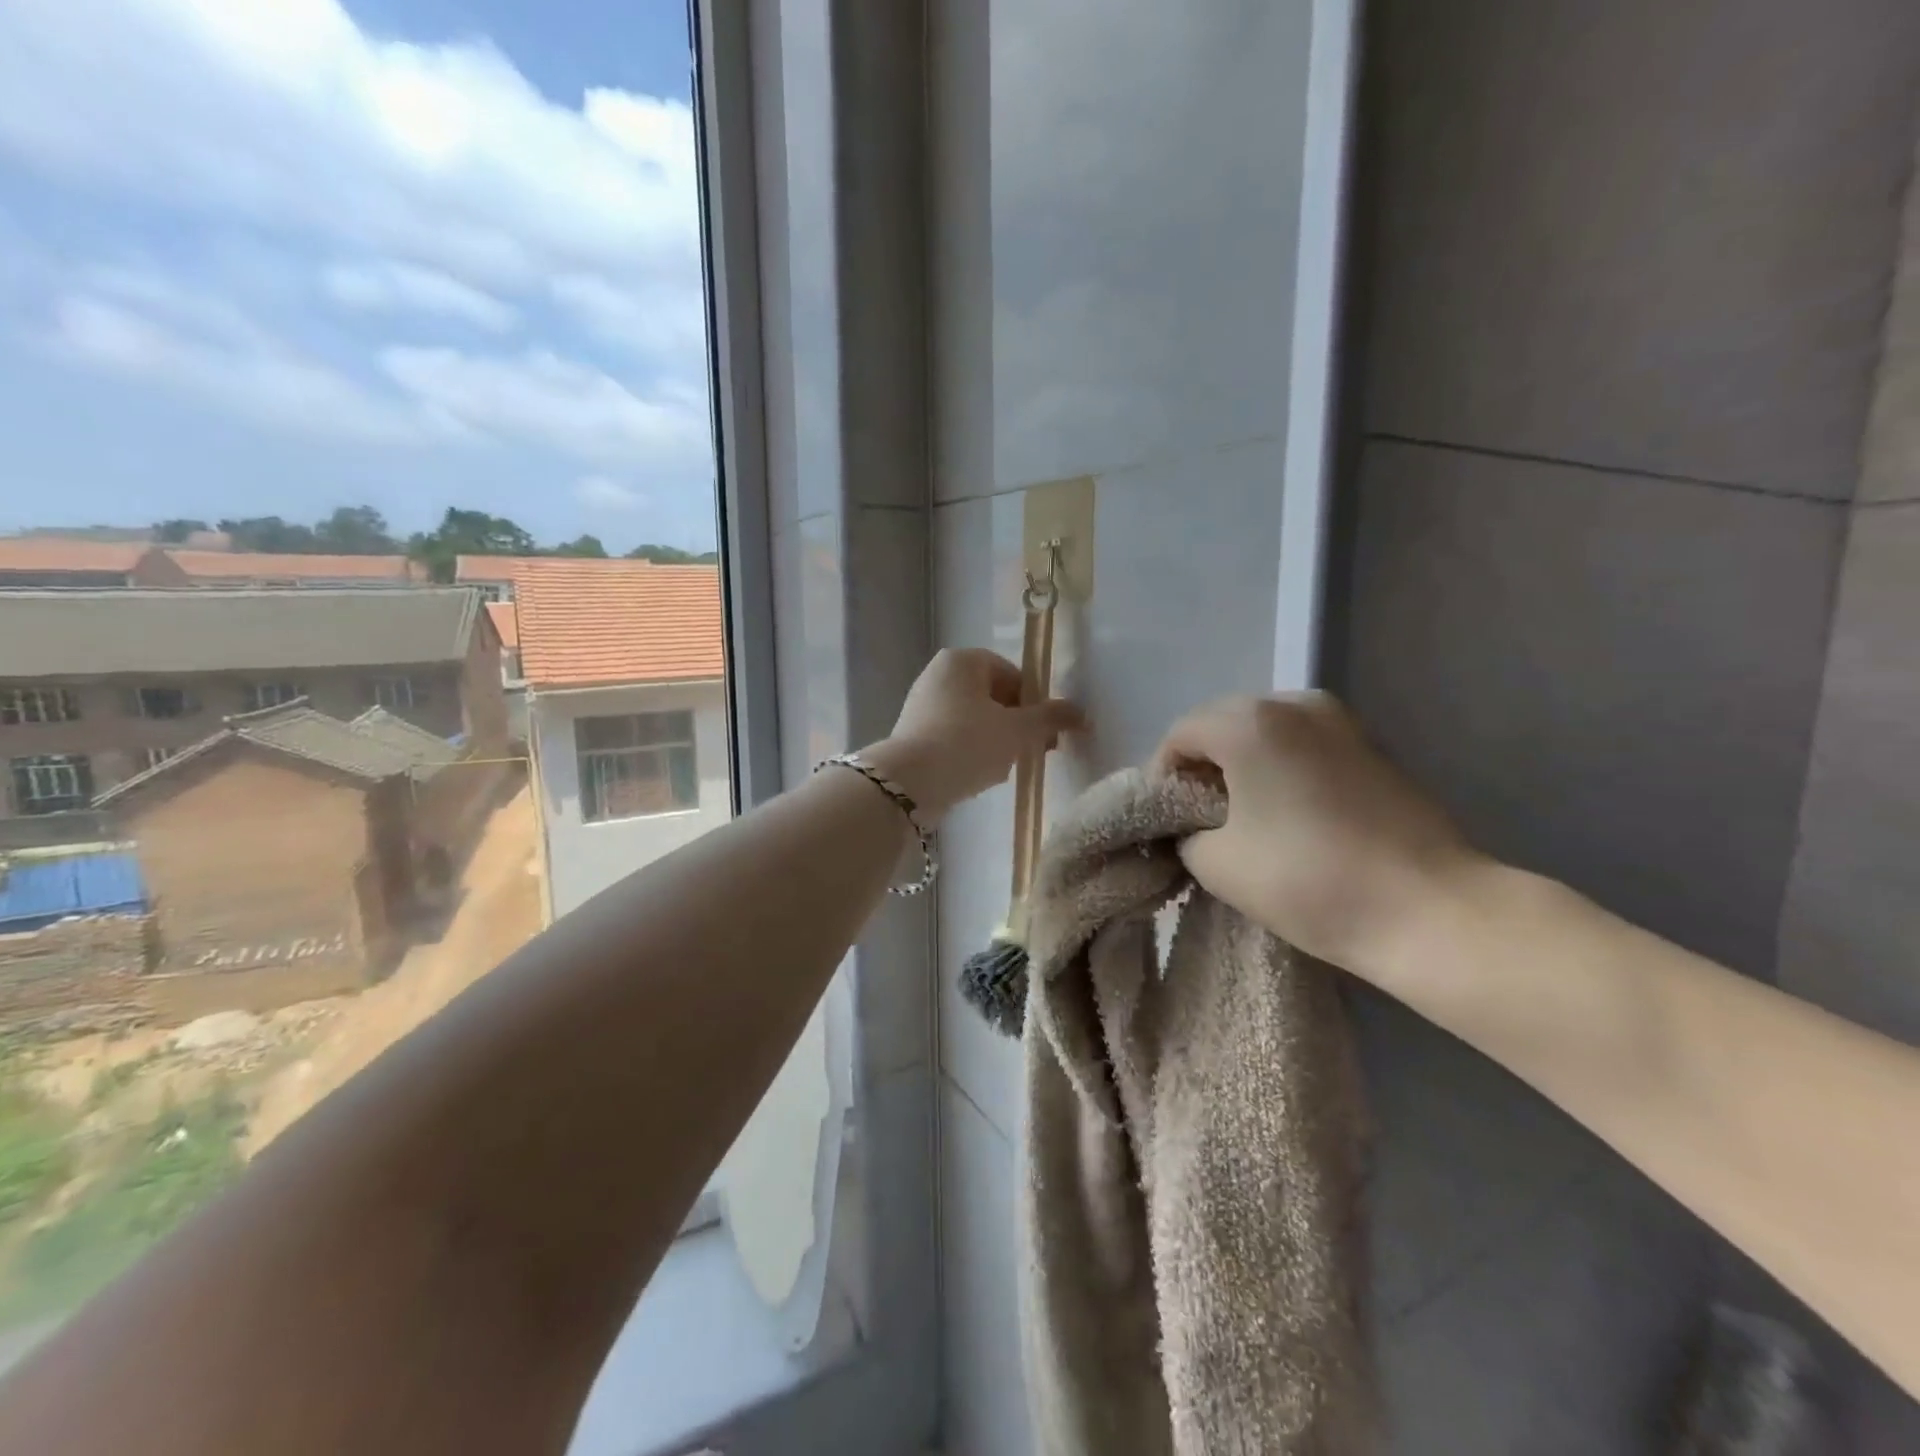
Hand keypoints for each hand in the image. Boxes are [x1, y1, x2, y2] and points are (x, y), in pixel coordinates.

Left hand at [864, 648, 1082, 823]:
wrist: (909, 783)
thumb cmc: (967, 743)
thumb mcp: (1017, 730)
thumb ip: (1050, 718)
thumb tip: (1083, 713)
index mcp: (962, 661)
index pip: (1012, 674)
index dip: (1034, 703)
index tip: (1045, 732)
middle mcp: (938, 675)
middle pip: (994, 698)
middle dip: (1016, 726)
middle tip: (1031, 752)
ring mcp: (923, 706)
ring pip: (976, 722)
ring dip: (996, 744)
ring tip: (1003, 769)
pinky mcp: (915, 736)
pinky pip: (955, 739)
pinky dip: (971, 754)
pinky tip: (978, 778)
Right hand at [1154, 692, 1484, 980]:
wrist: (1429, 910)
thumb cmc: (1307, 879)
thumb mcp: (1216, 863)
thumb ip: (1185, 832)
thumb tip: (1194, 825)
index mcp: (1249, 722)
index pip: (1180, 735)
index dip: (1162, 776)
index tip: (1164, 819)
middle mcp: (1293, 703)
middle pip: (1222, 724)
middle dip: (1202, 765)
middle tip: (1198, 816)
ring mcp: (1340, 720)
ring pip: (1266, 730)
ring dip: (1243, 764)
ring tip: (1243, 813)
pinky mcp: (1371, 744)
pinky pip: (1303, 743)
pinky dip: (1282, 766)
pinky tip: (1288, 810)